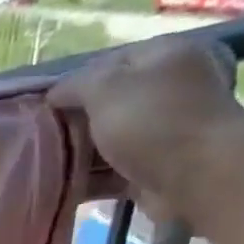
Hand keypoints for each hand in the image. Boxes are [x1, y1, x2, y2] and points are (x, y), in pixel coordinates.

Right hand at [47, 38, 243, 216]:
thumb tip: (54, 93)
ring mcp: (168, 131)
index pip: (110, 62)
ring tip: (48, 166)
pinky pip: (118, 171)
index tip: (45, 107)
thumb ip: (75, 85)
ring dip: (82, 155)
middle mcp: (171, 89)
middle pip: (110, 103)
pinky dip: (94, 179)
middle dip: (77, 122)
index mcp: (166, 55)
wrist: (199, 178)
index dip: (74, 83)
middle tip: (44, 138)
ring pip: (112, 140)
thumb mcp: (105, 89)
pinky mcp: (160, 169)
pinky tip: (66, 187)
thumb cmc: (153, 122)